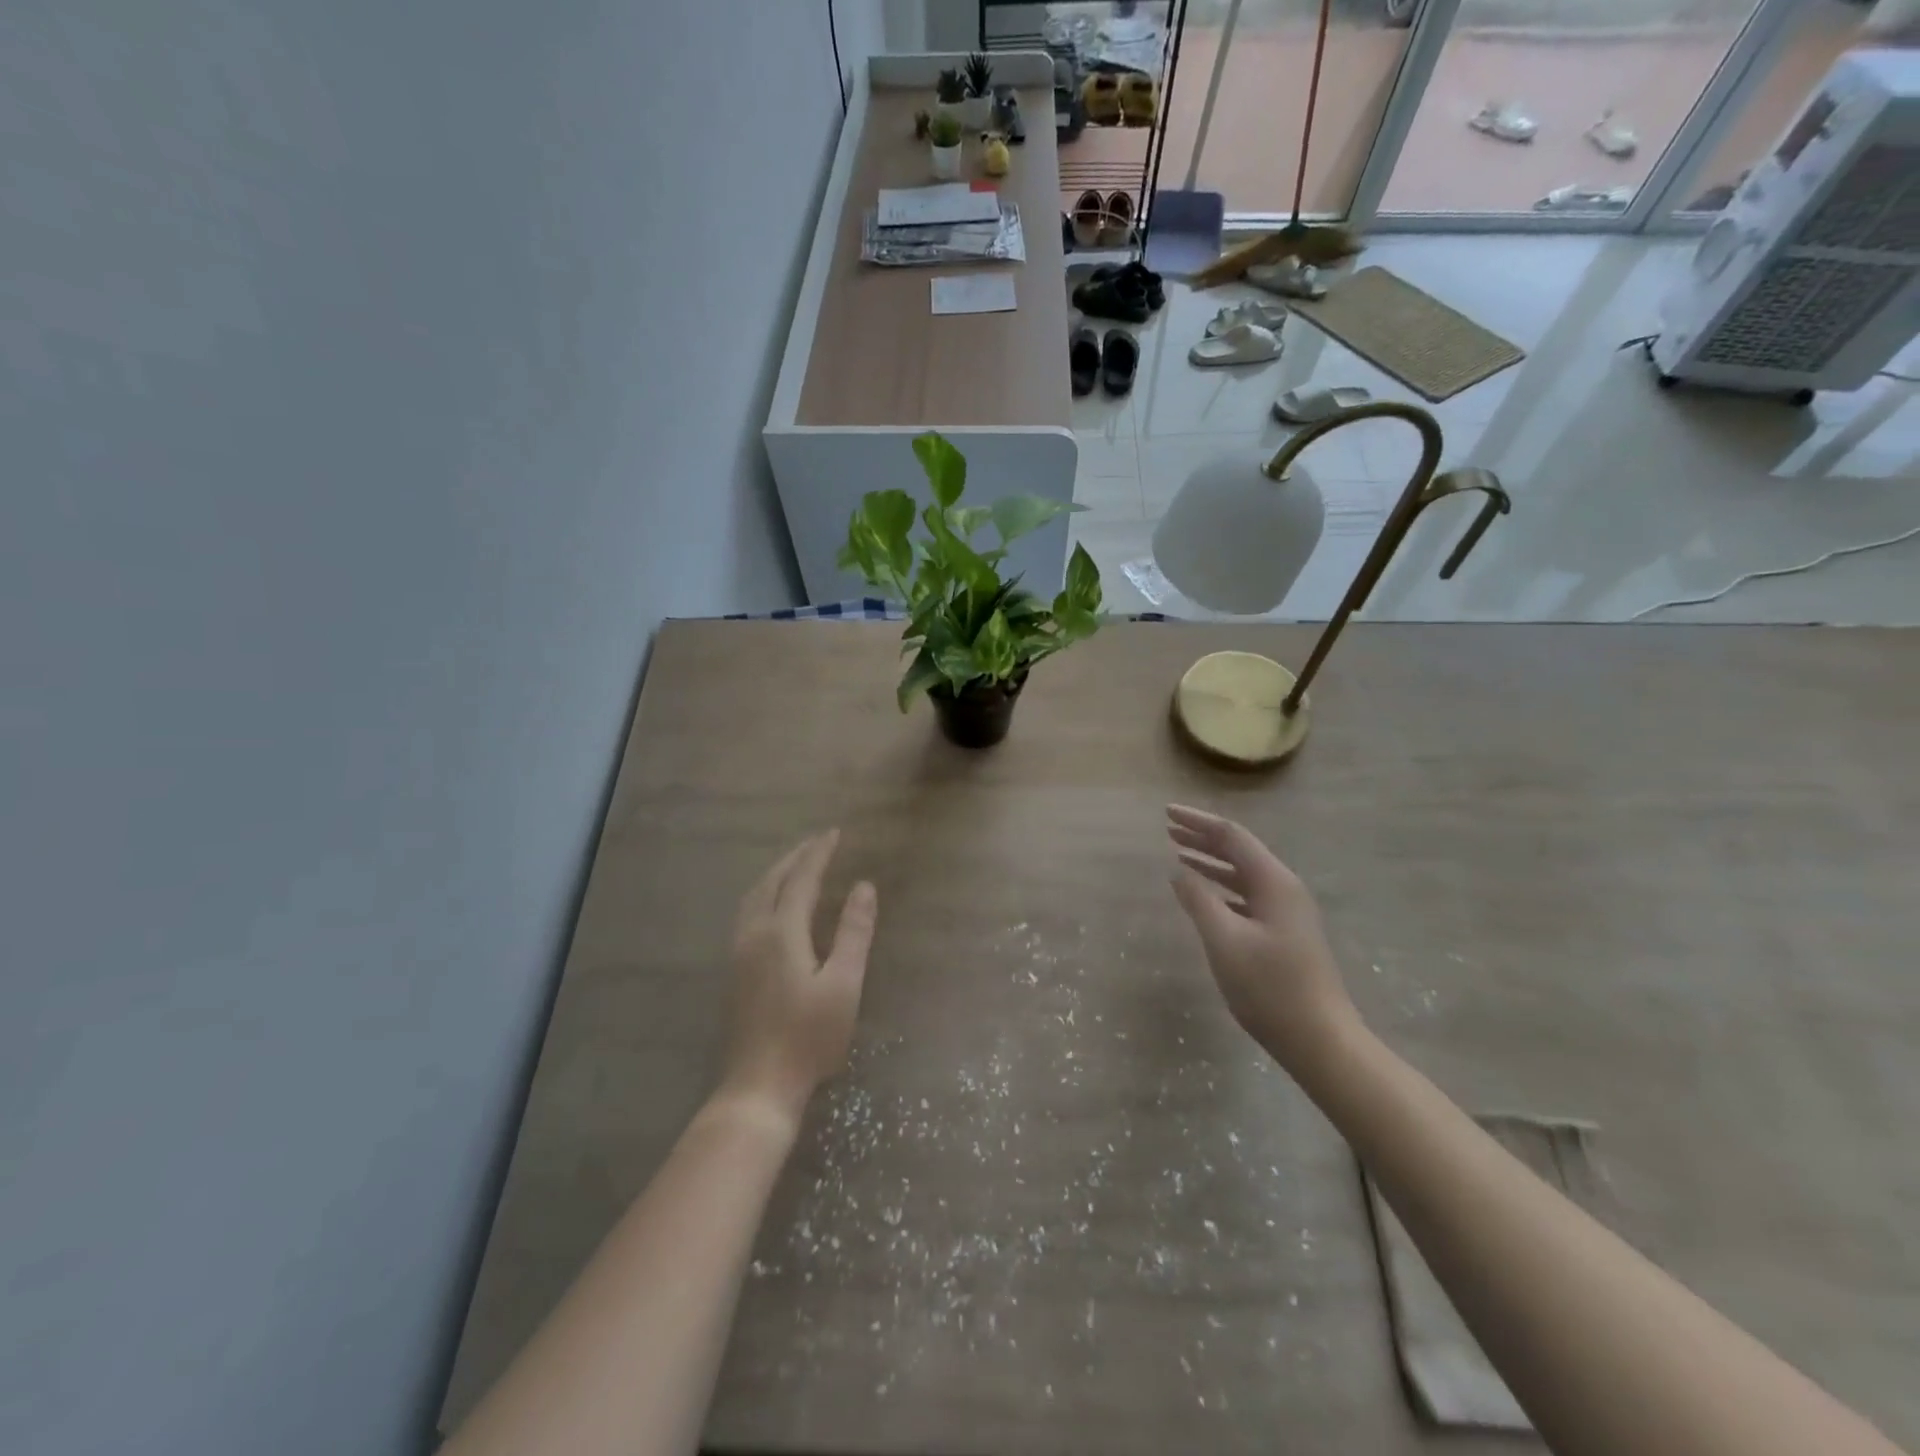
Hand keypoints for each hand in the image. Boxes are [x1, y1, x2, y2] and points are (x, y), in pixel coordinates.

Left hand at [720, 830, 876, 1126]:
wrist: (759, 1085)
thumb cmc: (809, 1036)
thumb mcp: (844, 984)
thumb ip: (854, 932)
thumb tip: (864, 886)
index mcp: (781, 932)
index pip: (801, 879)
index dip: (819, 853)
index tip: (835, 833)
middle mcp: (754, 933)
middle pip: (772, 881)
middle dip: (796, 857)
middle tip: (818, 842)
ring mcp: (739, 952)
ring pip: (754, 896)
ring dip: (776, 873)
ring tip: (797, 864)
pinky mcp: (734, 969)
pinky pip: (747, 912)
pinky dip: (765, 892)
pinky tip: (774, 904)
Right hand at [1166, 805, 1358, 1073]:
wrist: (1320, 1039)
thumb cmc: (1270, 988)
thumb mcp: (1224, 940)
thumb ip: (1199, 900)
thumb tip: (1179, 871)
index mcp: (1274, 882)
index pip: (1231, 836)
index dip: (1197, 822)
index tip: (1166, 813)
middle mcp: (1284, 888)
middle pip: (1239, 851)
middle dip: (1203, 838)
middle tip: (1168, 830)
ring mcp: (1287, 912)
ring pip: (1243, 874)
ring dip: (1211, 862)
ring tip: (1179, 855)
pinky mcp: (1284, 933)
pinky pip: (1247, 896)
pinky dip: (1221, 888)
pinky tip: (1204, 895)